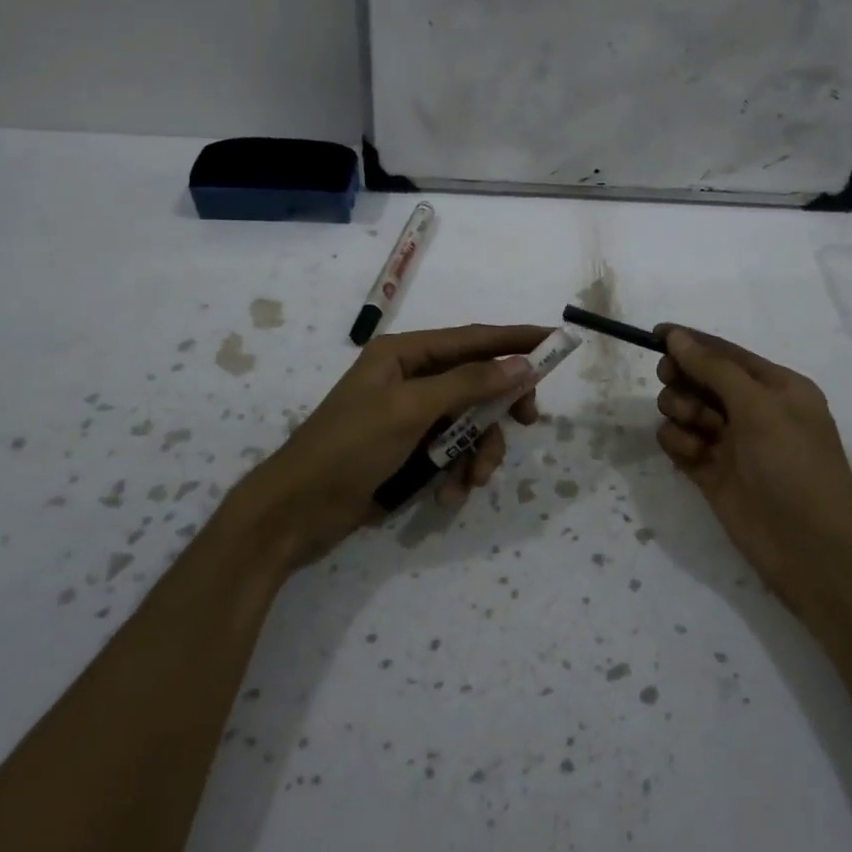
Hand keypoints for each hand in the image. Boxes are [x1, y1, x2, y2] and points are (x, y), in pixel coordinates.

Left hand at [243, 324, 548, 567]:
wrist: (296, 512)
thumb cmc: (349, 448)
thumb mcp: (410, 410)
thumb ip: (468, 384)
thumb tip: (521, 364)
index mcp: (404, 354)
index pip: (472, 339)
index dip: (516, 339)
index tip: (556, 341)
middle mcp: (410, 379)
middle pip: (476, 382)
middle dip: (498, 408)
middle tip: (528, 422)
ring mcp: (410, 417)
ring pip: (468, 423)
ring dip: (478, 452)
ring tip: (472, 481)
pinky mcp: (409, 452)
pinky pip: (451, 453)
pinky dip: (456, 473)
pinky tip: (447, 496)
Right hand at [654, 327, 851, 596]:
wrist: (811, 548)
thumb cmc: (794, 465)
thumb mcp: (759, 407)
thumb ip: (714, 369)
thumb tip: (677, 337)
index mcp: (776, 387)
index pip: (725, 353)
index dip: (691, 342)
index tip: (654, 335)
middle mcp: (752, 410)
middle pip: (700, 378)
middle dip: (683, 377)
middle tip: (670, 380)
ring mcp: (730, 443)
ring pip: (686, 410)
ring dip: (681, 411)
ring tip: (694, 428)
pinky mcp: (710, 472)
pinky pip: (680, 443)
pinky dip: (678, 443)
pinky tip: (692, 455)